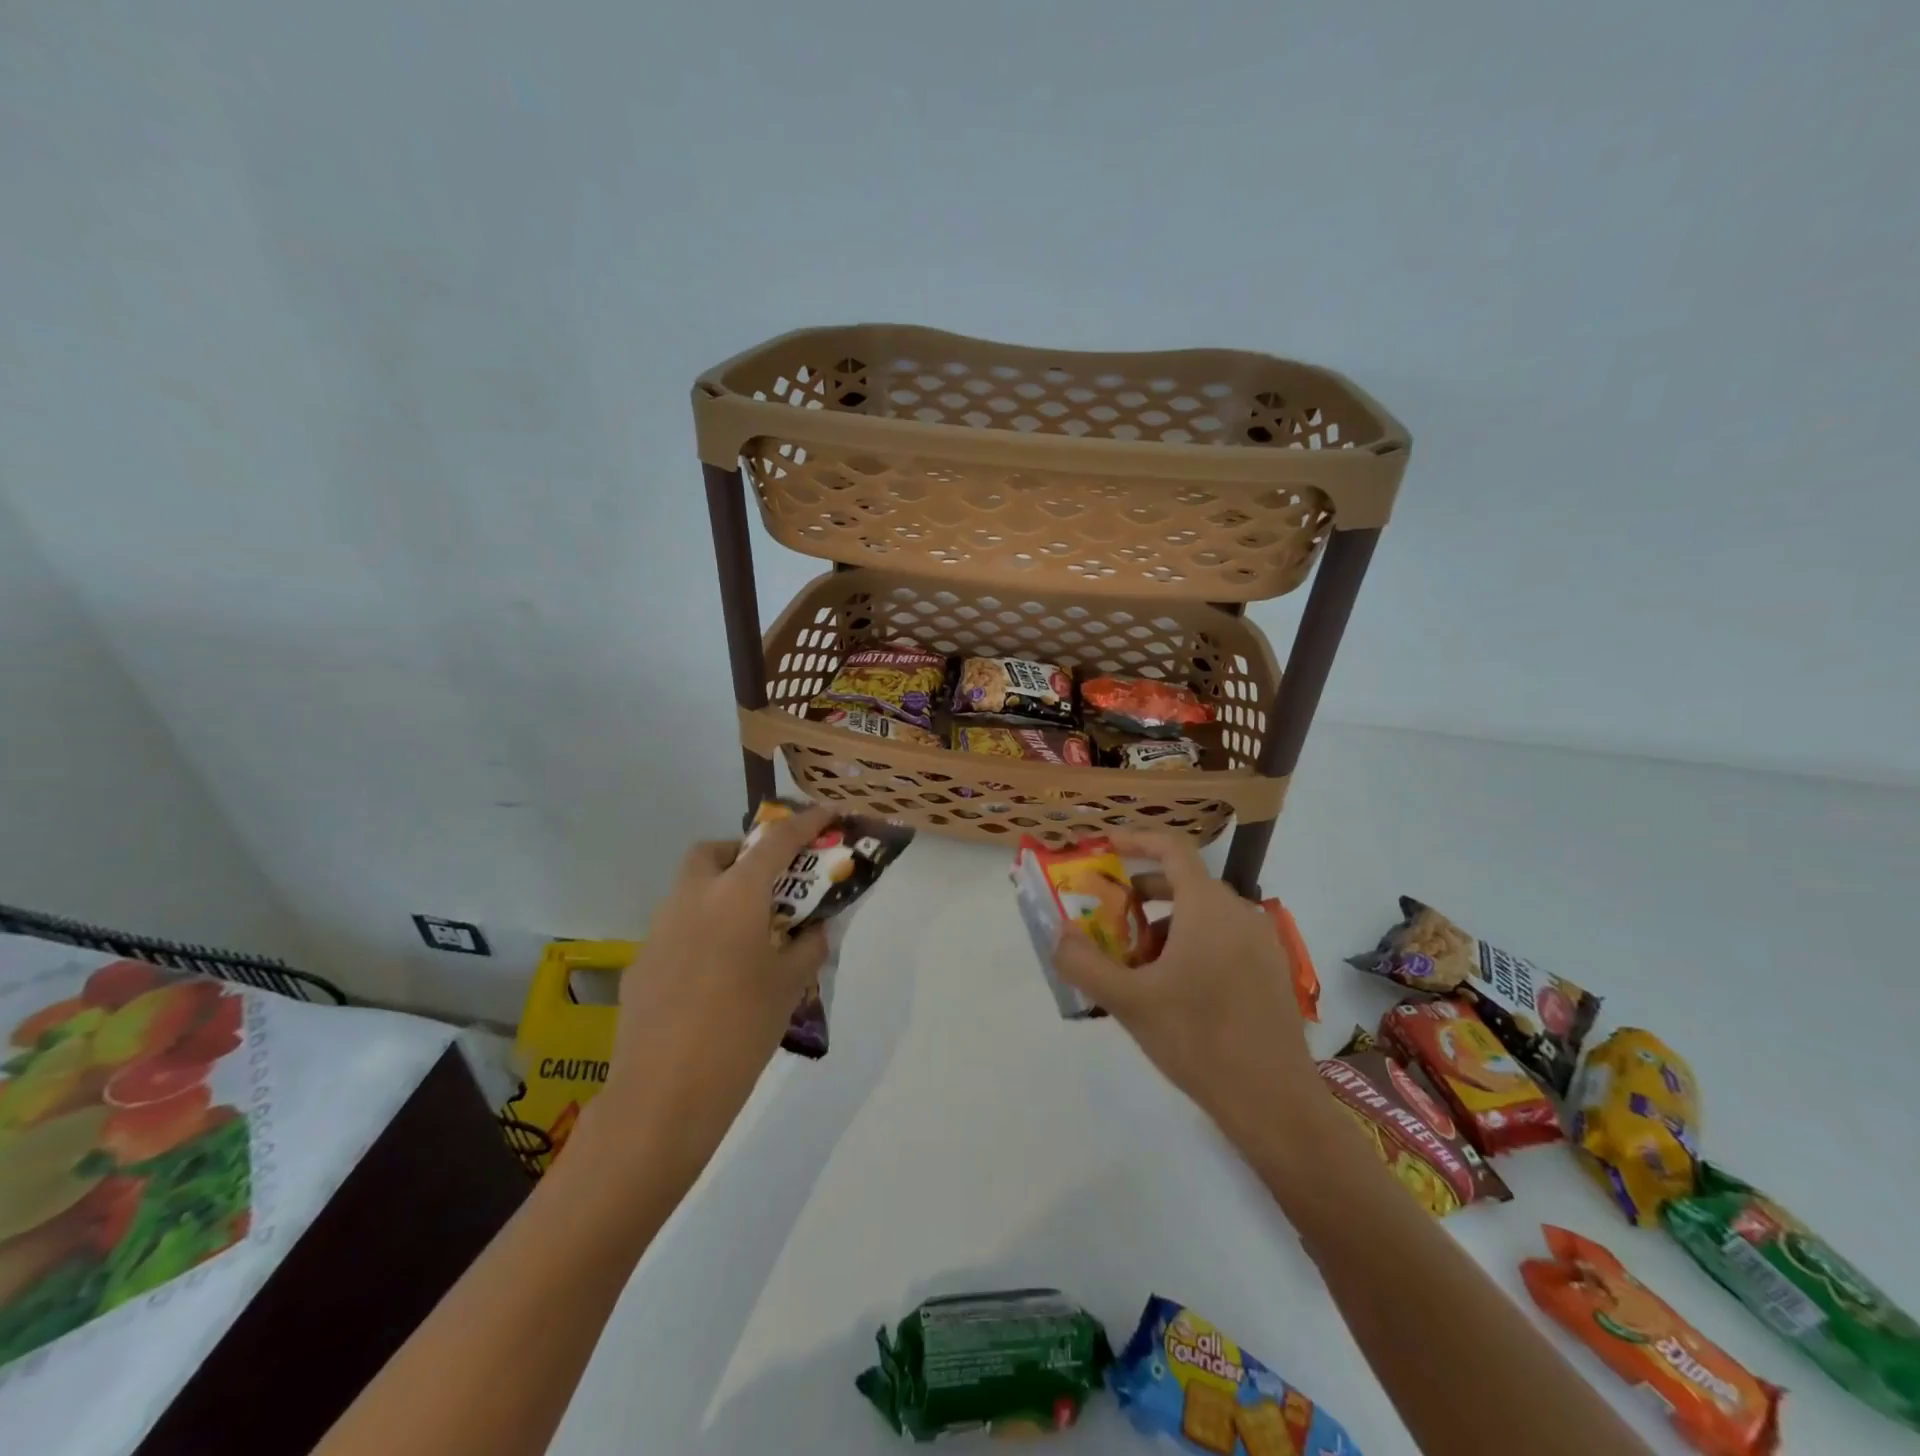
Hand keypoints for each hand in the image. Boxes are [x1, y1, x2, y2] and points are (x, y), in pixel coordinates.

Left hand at [589, 805, 835, 1180]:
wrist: (664, 1097)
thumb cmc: (741, 1030)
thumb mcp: (790, 985)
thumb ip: (808, 946)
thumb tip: (812, 930)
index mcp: (735, 895)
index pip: (777, 841)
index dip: (806, 822)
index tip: (828, 813)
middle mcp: (692, 899)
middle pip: (713, 852)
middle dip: (742, 853)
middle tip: (771, 883)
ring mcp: (659, 930)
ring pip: (690, 890)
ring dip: (720, 892)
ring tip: (749, 933)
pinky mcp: (641, 964)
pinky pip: (676, 929)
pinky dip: (700, 931)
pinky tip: (715, 975)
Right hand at [1051, 829, 1326, 1155]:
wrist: (1273, 1102)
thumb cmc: (1197, 1040)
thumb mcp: (1129, 1002)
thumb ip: (1084, 963)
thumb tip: (1059, 935)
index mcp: (1207, 907)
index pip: (1171, 849)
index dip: (1136, 840)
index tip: (1105, 847)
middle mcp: (1239, 913)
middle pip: (1184, 883)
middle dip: (1141, 895)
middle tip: (1110, 920)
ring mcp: (1261, 942)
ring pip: (1203, 914)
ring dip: (1164, 925)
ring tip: (1137, 965)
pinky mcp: (1272, 970)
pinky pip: (1223, 937)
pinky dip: (1191, 943)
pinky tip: (1173, 988)